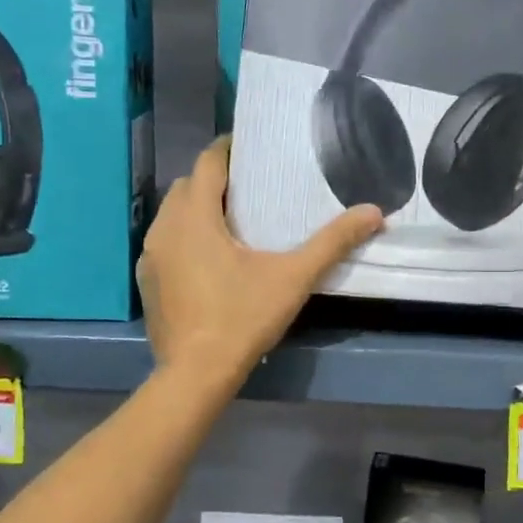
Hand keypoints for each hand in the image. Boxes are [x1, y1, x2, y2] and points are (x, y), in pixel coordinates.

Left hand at [140, 136, 383, 382]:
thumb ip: (332, 242)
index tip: (253, 147)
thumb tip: (374, 212)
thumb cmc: (242, 317)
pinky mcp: (148, 281)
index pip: (207, 163)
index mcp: (195, 217)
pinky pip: (166, 242)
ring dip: (198, 208)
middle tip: (252, 185)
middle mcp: (165, 228)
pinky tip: (211, 257)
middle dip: (216, 179)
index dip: (228, 149)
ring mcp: (151, 256)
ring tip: (233, 218)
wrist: (196, 374)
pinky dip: (186, 237)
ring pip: (173, 214)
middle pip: (188, 185)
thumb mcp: (293, 277)